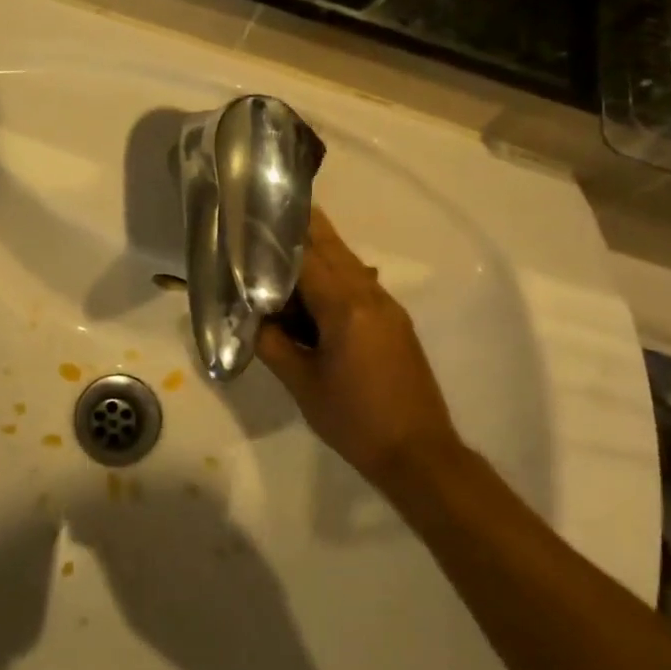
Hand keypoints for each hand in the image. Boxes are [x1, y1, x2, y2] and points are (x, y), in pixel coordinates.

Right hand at [256, 208, 459, 484]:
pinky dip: (335, 275)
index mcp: (345, 307)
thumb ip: (273, 343)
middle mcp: (371, 296)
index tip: (258, 219)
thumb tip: (251, 314)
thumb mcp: (302, 384)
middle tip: (273, 214)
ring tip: (287, 246)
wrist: (419, 454)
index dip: (281, 238)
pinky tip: (314, 290)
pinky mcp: (395, 322)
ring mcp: (388, 307)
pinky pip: (360, 284)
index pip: (308, 257)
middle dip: (305, 230)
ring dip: (320, 252)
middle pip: (334, 249)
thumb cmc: (354, 420)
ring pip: (349, 264)